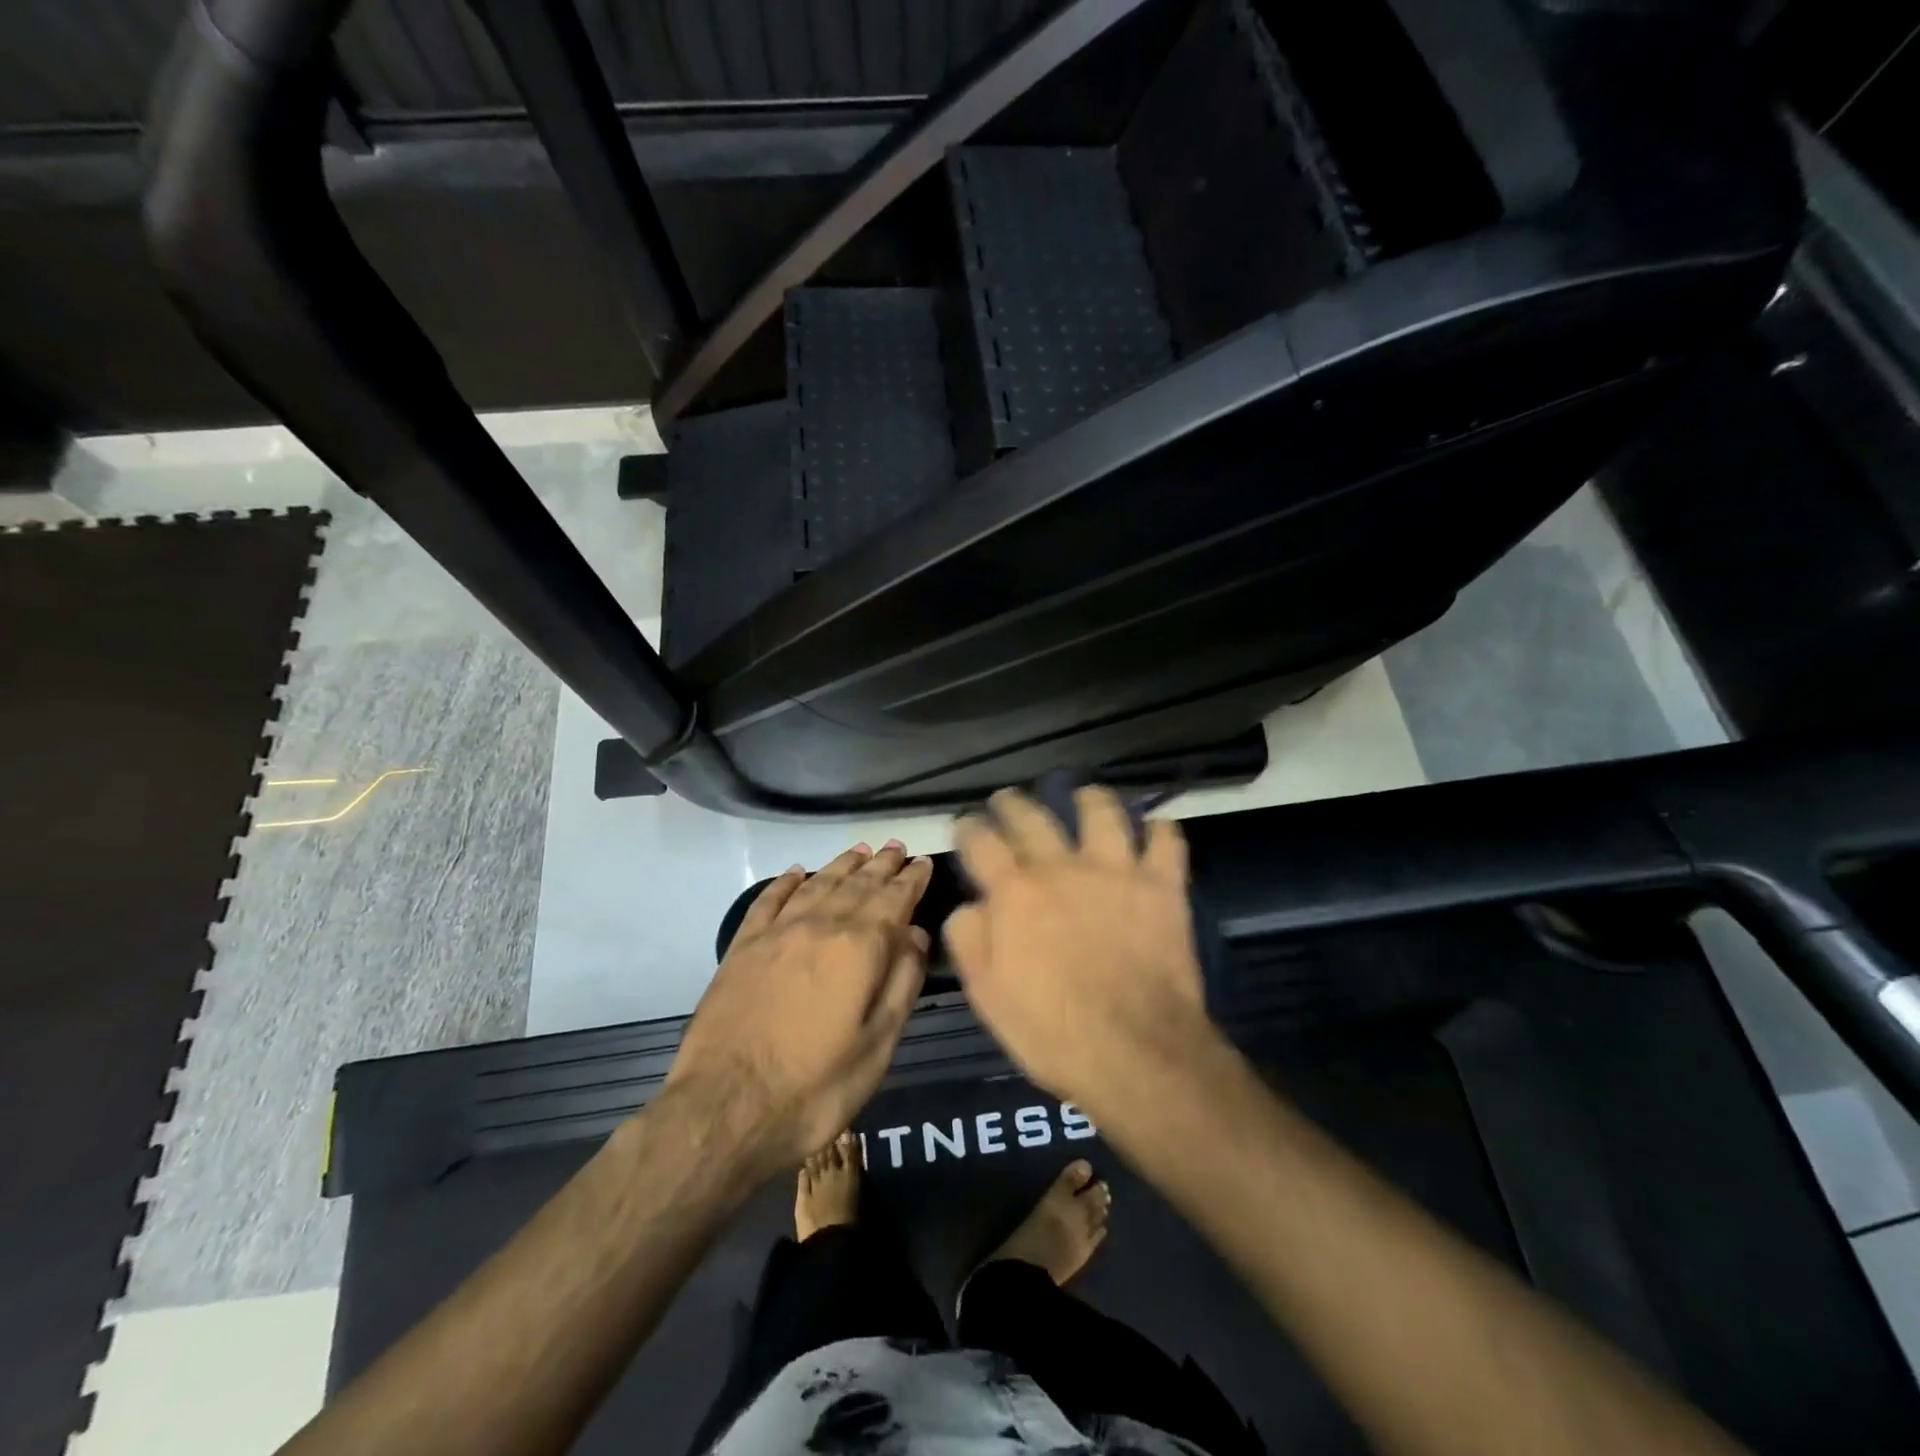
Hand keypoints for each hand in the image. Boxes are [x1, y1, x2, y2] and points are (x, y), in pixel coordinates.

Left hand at [666, 842, 932, 1178]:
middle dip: (880, 865)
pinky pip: (769, 900)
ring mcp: (776, 933)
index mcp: (858, 948)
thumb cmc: (814, 1088)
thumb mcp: (877, 1047)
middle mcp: (819, 926)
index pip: (893, 900)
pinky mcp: (742, 947)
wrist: (723, 1110)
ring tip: (859, 851)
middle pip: (857, 884)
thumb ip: (901, 984)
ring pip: (817, 884)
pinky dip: (786, 881)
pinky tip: (797, 872)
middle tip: (896, 848)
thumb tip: (916, 935)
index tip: (922, 863)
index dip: (911, 880)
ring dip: (841, 865)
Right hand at [944, 787, 1216, 1121]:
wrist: (1136, 1052)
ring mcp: (1116, 871)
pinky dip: (1160, 829)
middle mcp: (1062, 867)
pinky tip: (1155, 827)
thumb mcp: (987, 994)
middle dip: (1014, 803)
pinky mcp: (1162, 886)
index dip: (968, 827)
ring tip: (1083, 795)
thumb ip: (969, 938)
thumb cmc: (1051, 1031)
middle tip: (1008, 800)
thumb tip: (970, 904)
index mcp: (1015, 892)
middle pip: (1033, 817)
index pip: (981, 841)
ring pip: (1102, 812)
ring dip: (1089, 798)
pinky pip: (1166, 840)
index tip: (965, 824)